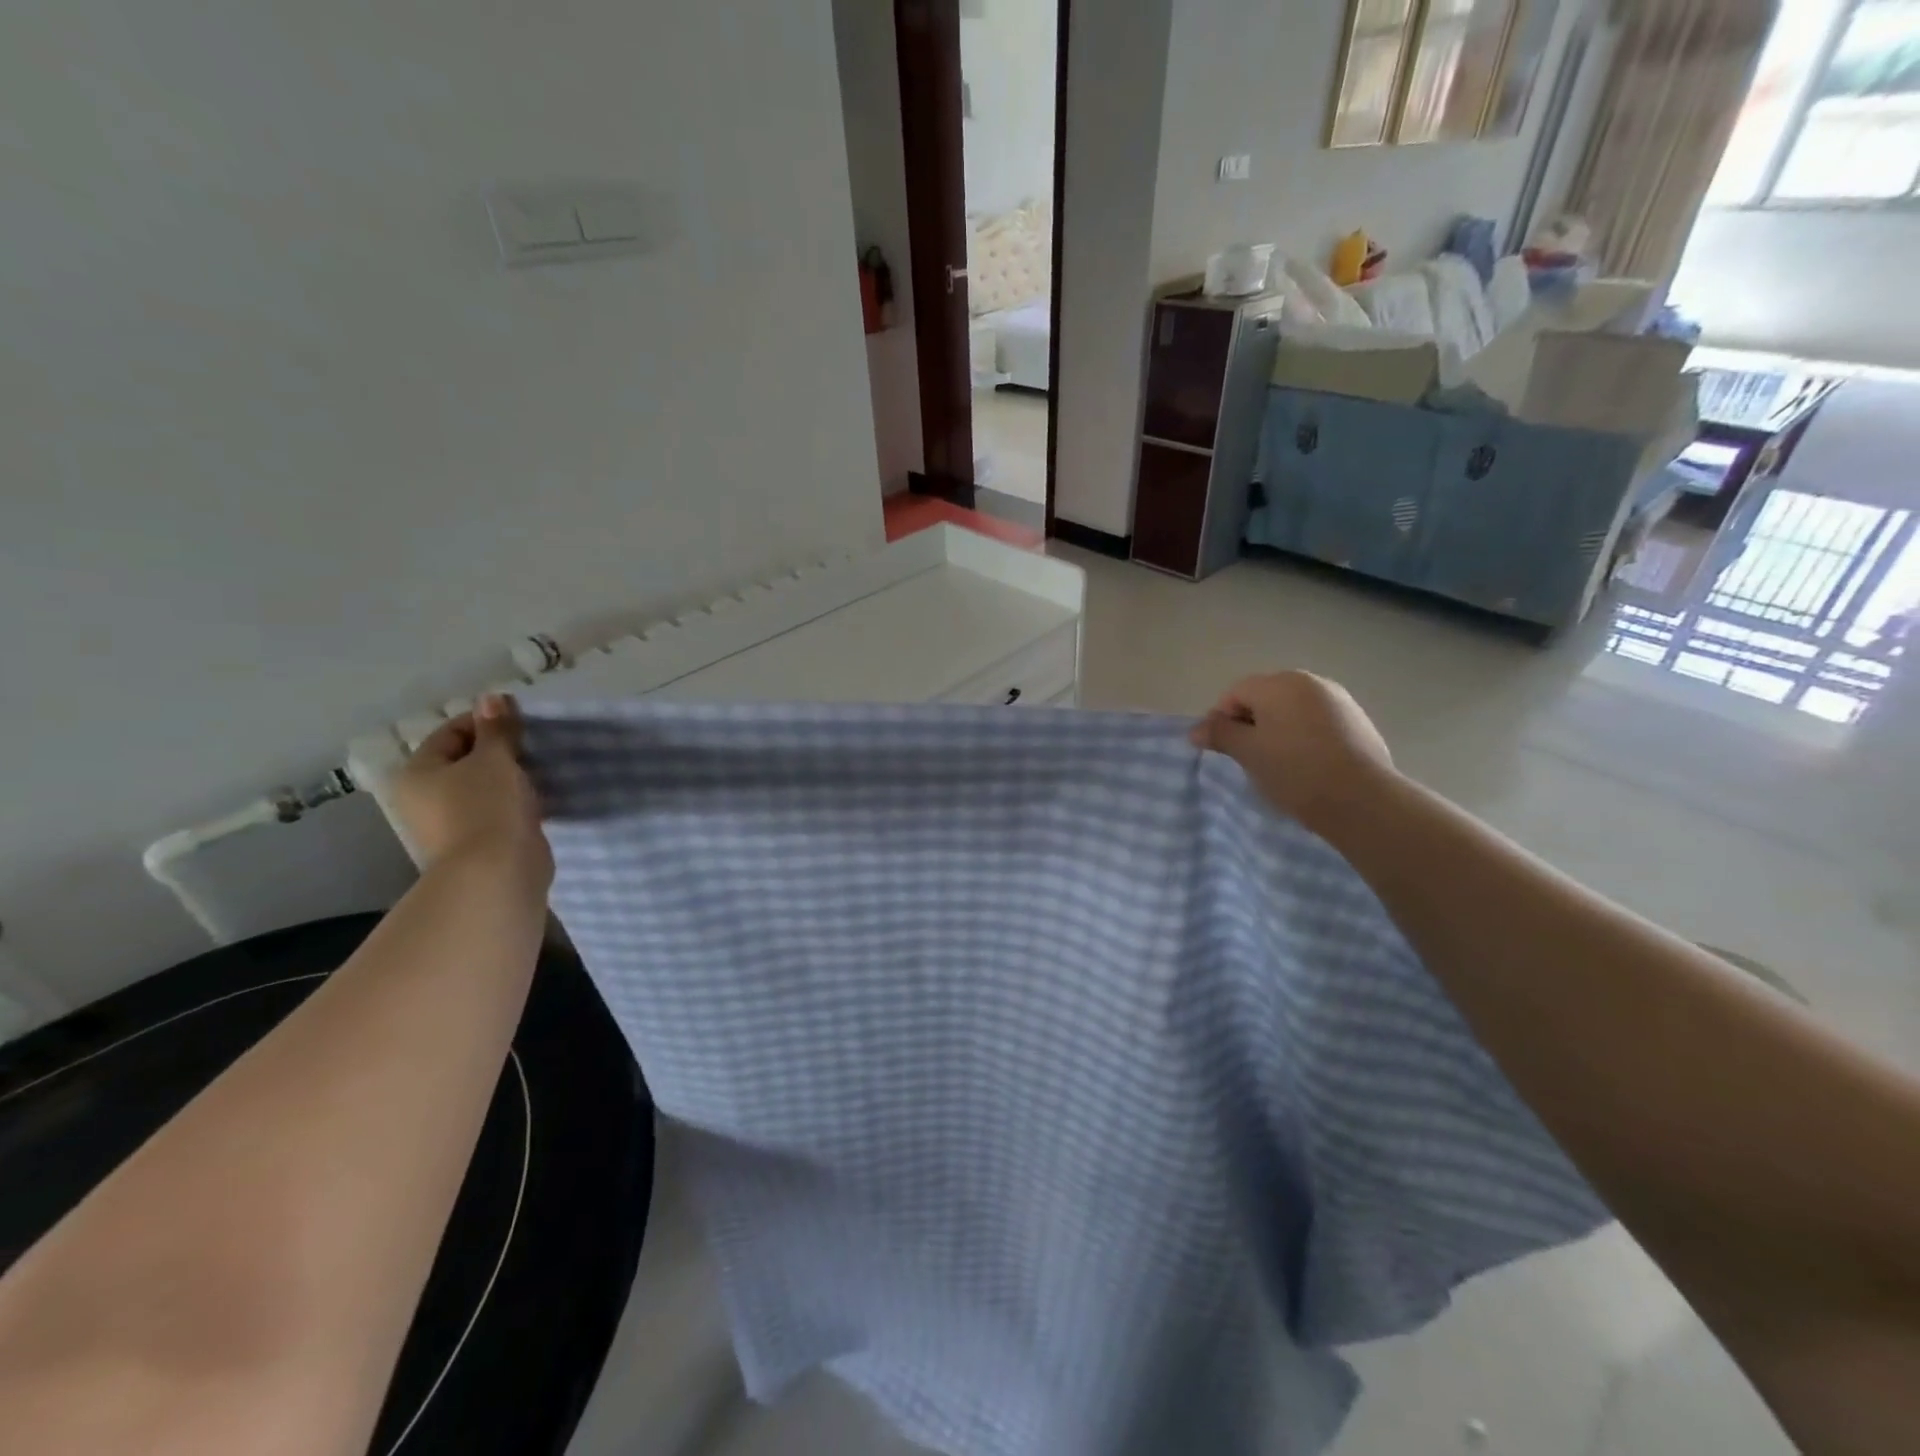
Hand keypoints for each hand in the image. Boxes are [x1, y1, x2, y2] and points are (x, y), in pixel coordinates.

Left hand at [388, 694, 551, 886]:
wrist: (497, 873)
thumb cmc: (487, 807)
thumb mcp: (495, 759)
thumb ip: (497, 728)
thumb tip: (493, 697)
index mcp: (418, 773)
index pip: (451, 733)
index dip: (486, 722)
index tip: (523, 722)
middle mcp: (424, 797)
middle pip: (465, 760)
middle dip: (501, 750)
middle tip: (535, 745)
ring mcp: (450, 823)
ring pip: (483, 787)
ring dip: (511, 777)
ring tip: (542, 770)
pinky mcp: (478, 842)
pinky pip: (497, 810)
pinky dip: (516, 801)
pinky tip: (541, 797)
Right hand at [1189, 671, 1395, 834]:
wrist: (1361, 799)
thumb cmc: (1294, 770)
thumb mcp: (1248, 753)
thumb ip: (1219, 735)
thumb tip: (1195, 729)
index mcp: (1279, 683)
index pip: (1235, 693)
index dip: (1221, 720)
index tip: (1223, 750)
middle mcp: (1310, 682)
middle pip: (1265, 697)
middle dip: (1251, 723)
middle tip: (1249, 758)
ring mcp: (1339, 699)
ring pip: (1293, 710)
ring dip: (1278, 731)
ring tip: (1278, 764)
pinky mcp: (1358, 721)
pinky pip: (1317, 722)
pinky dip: (1305, 737)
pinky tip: (1307, 765)